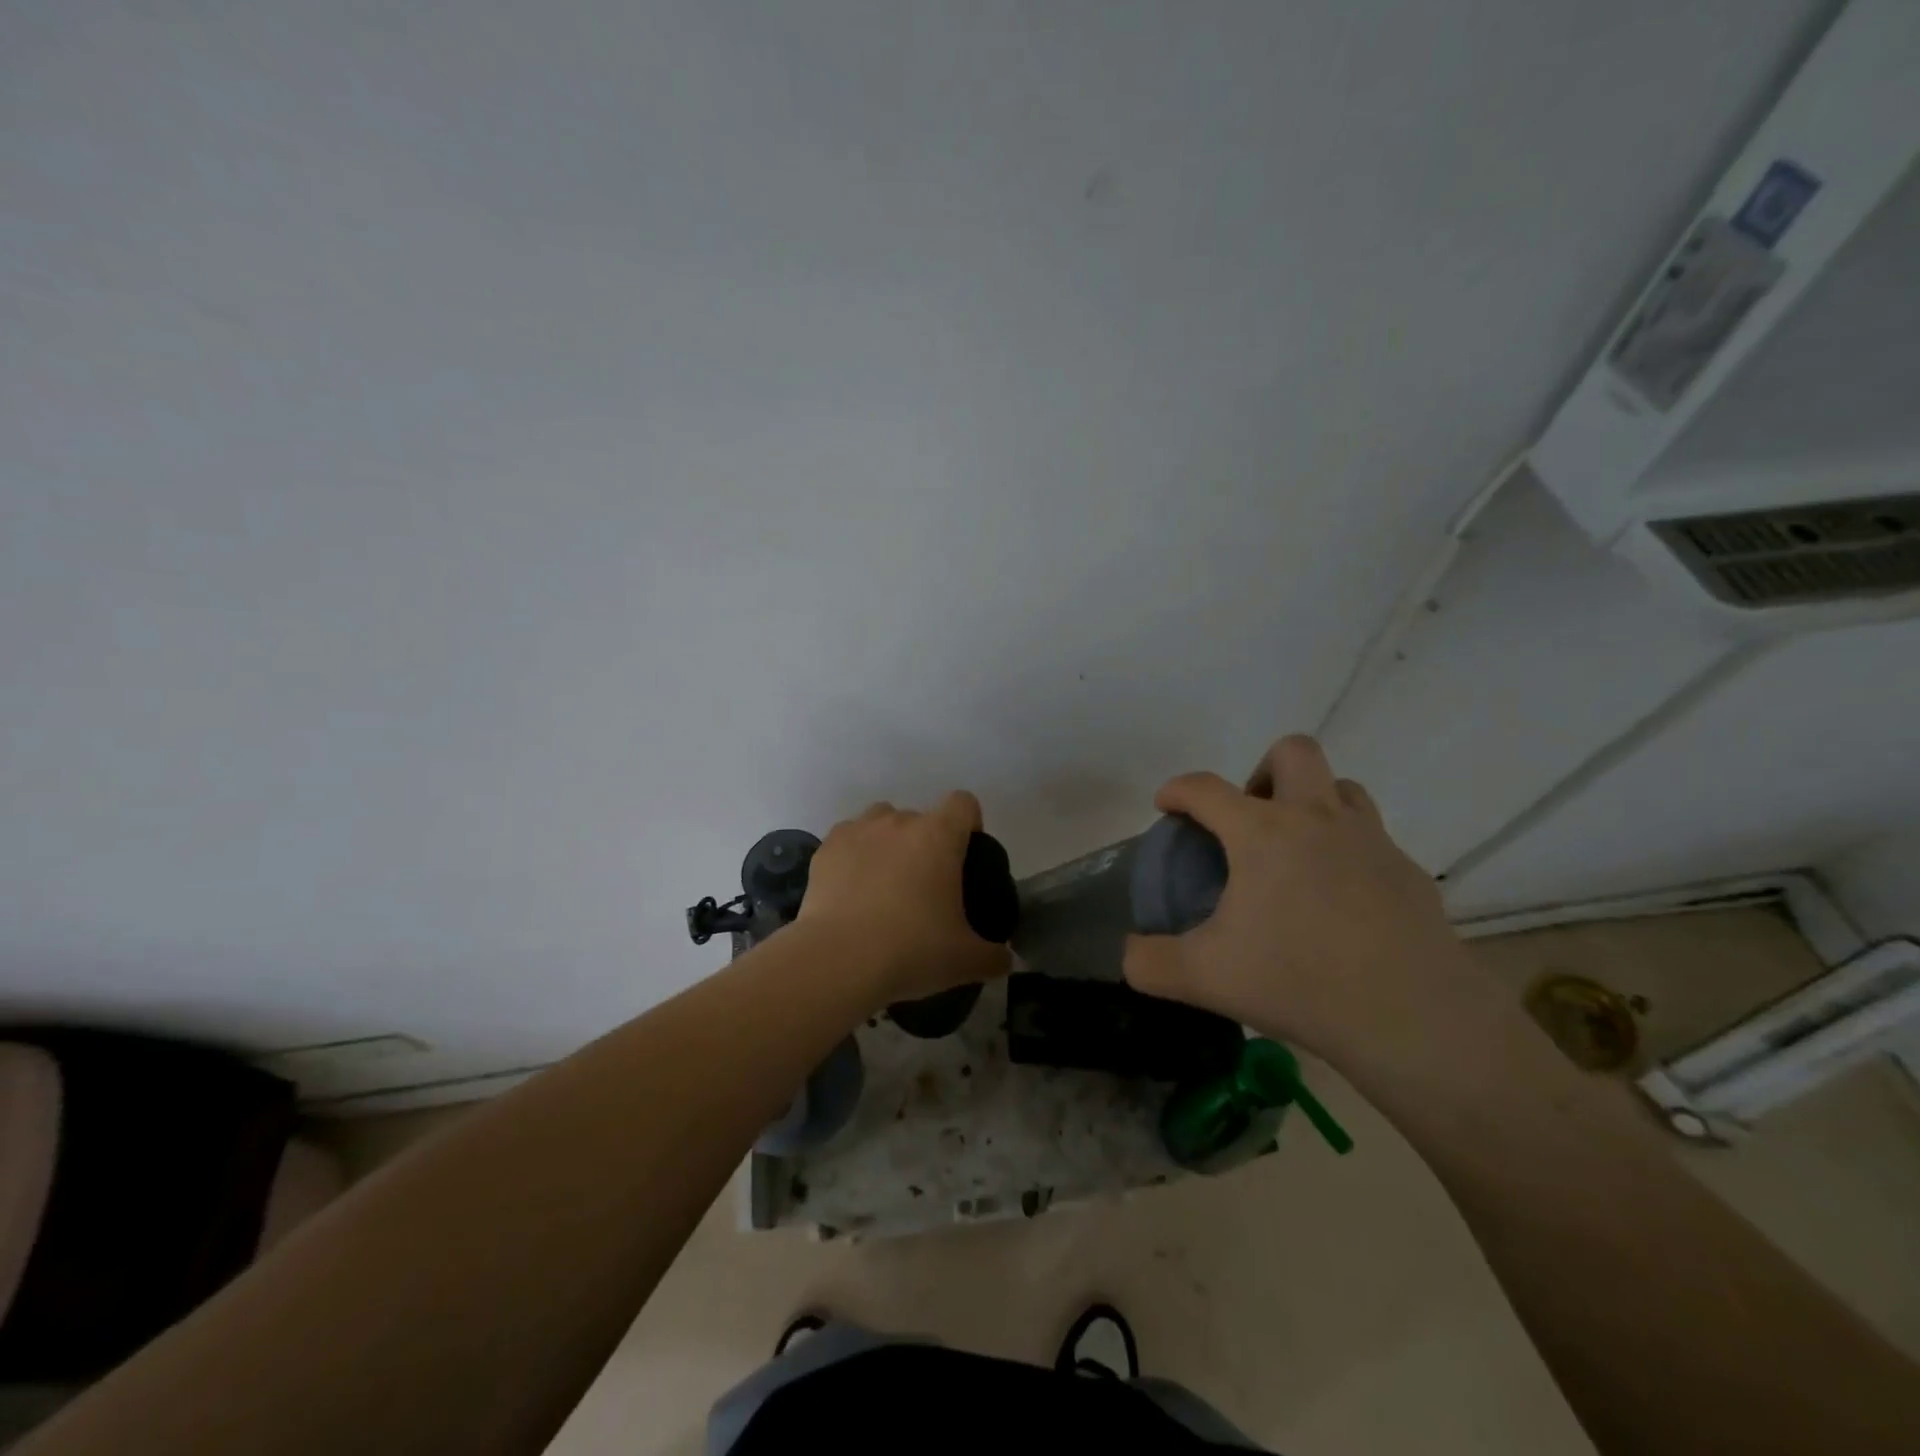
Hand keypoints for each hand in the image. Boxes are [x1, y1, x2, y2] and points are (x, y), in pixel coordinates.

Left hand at [797, 792, 1011, 1003]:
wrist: (838, 960)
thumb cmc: (911, 950)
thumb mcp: (965, 961)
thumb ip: (993, 956)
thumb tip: (1005, 959)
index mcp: (939, 836)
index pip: (963, 803)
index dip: (969, 824)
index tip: (965, 857)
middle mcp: (899, 822)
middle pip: (921, 817)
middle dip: (925, 843)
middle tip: (924, 887)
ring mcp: (858, 830)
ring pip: (881, 821)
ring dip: (888, 842)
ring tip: (885, 883)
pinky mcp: (826, 848)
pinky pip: (848, 840)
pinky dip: (854, 857)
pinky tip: (852, 891)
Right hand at [1123, 735, 1491, 1070]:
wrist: (1414, 1018)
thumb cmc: (1299, 981)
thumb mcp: (1204, 978)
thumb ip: (1150, 962)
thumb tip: (1129, 954)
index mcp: (1263, 833)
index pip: (1206, 788)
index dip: (1178, 790)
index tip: (1166, 806)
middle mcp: (1317, 819)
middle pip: (1292, 753)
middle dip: (1261, 772)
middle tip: (1248, 822)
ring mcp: (1371, 842)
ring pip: (1341, 788)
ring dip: (1311, 803)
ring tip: (1294, 853)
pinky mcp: (1408, 873)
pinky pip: (1372, 840)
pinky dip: (1347, 853)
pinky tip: (1340, 903)